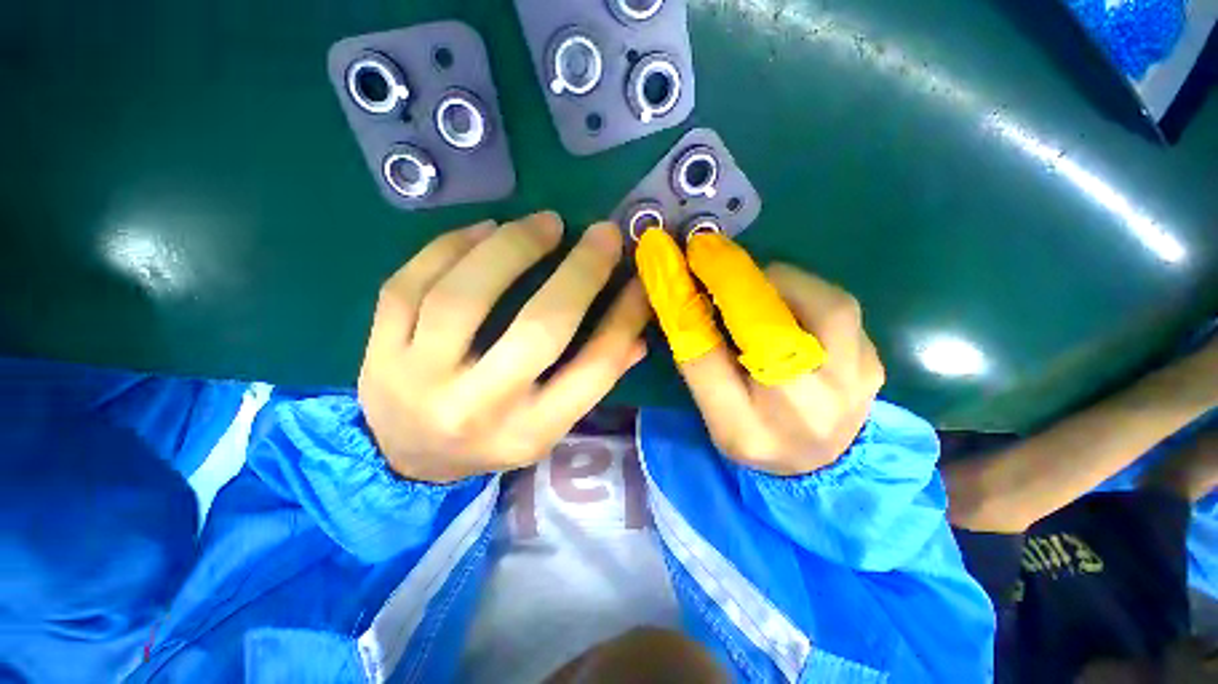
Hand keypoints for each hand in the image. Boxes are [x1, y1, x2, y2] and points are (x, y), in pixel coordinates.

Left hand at [358, 212, 648, 482]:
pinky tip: (486, 229)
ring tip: (545, 223)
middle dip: (579, 273)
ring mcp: (419, 378)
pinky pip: (408, 283)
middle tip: (602, 234)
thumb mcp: (549, 424)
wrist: (405, 459)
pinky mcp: (378, 351)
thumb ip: (594, 378)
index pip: (593, 369)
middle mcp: (479, 408)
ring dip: (513, 247)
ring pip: (465, 296)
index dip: (624, 318)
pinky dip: (452, 245)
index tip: (640, 279)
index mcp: (530, 431)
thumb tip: (638, 332)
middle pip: (537, 329)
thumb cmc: (491, 439)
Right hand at [636, 230, 883, 474]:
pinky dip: (805, 292)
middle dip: (735, 280)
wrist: (822, 466)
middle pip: (769, 329)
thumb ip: (698, 359)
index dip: (686, 306)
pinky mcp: (873, 362)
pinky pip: (838, 308)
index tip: (671, 264)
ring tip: (753, 283)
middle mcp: (802, 410)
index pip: (706, 360)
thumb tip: (686, 298)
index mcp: (745, 427)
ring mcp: (851, 385)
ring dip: (777, 281)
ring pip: (822, 307)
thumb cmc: (754, 436)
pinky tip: (785, 302)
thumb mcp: (712, 410)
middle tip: (710, 256)